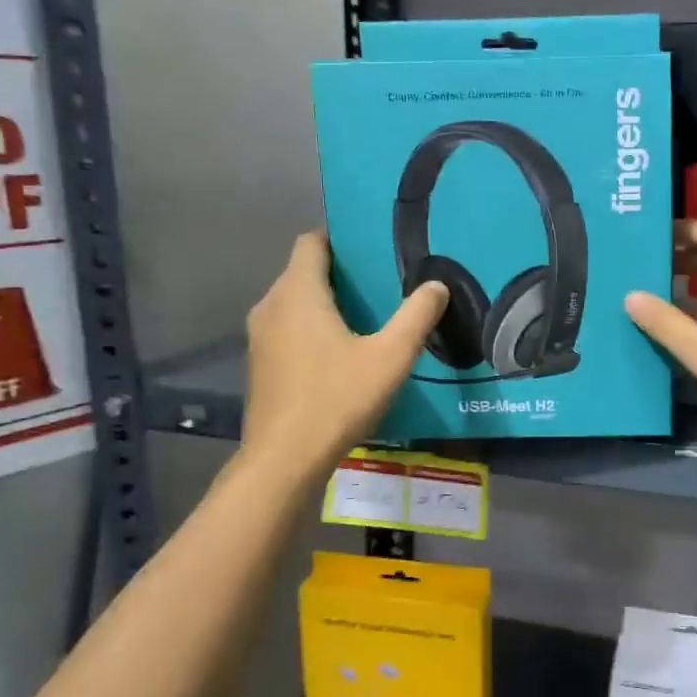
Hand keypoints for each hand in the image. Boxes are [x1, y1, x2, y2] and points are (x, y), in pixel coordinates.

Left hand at [241, 231, 447, 468]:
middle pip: (303, 271)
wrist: (284, 459)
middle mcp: (271, 306)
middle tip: (382, 281)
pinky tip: (343, 350)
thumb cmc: (337, 399)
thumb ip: (416, 316)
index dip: (339, 237)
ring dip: (327, 301)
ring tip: (369, 314)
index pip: (312, 242)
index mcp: (298, 293)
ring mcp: (260, 337)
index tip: (371, 245)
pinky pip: (288, 327)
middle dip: (340, 271)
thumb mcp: (390, 357)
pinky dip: (312, 326)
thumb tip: (436, 285)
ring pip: (295, 302)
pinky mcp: (261, 363)